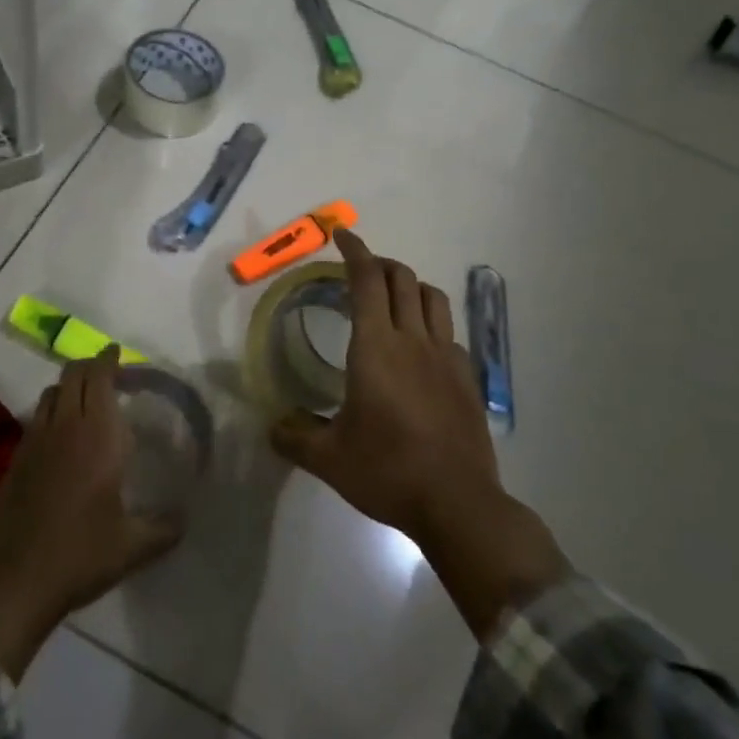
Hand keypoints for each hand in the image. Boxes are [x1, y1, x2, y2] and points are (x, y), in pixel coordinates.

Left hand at [0, 347, 181, 679]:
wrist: (16, 581)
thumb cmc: (81, 555)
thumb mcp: (134, 546)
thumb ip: (165, 528)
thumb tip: (187, 517)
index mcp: (97, 436)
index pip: (100, 378)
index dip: (109, 359)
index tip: (118, 352)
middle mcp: (65, 428)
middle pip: (72, 375)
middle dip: (90, 366)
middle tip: (108, 372)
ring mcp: (35, 442)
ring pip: (50, 393)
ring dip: (68, 386)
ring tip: (85, 399)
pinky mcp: (16, 460)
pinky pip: (36, 418)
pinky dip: (52, 411)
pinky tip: (61, 436)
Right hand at [270, 230, 568, 635]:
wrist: (458, 503)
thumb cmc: (387, 471)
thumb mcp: (329, 458)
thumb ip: (295, 436)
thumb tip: (271, 426)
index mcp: (376, 347)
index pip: (367, 280)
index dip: (355, 251)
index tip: (342, 235)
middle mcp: (413, 340)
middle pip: (402, 278)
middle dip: (379, 263)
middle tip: (358, 269)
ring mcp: (446, 357)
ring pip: (432, 297)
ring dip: (409, 285)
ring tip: (391, 298)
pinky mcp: (466, 378)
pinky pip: (448, 331)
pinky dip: (430, 322)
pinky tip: (419, 347)